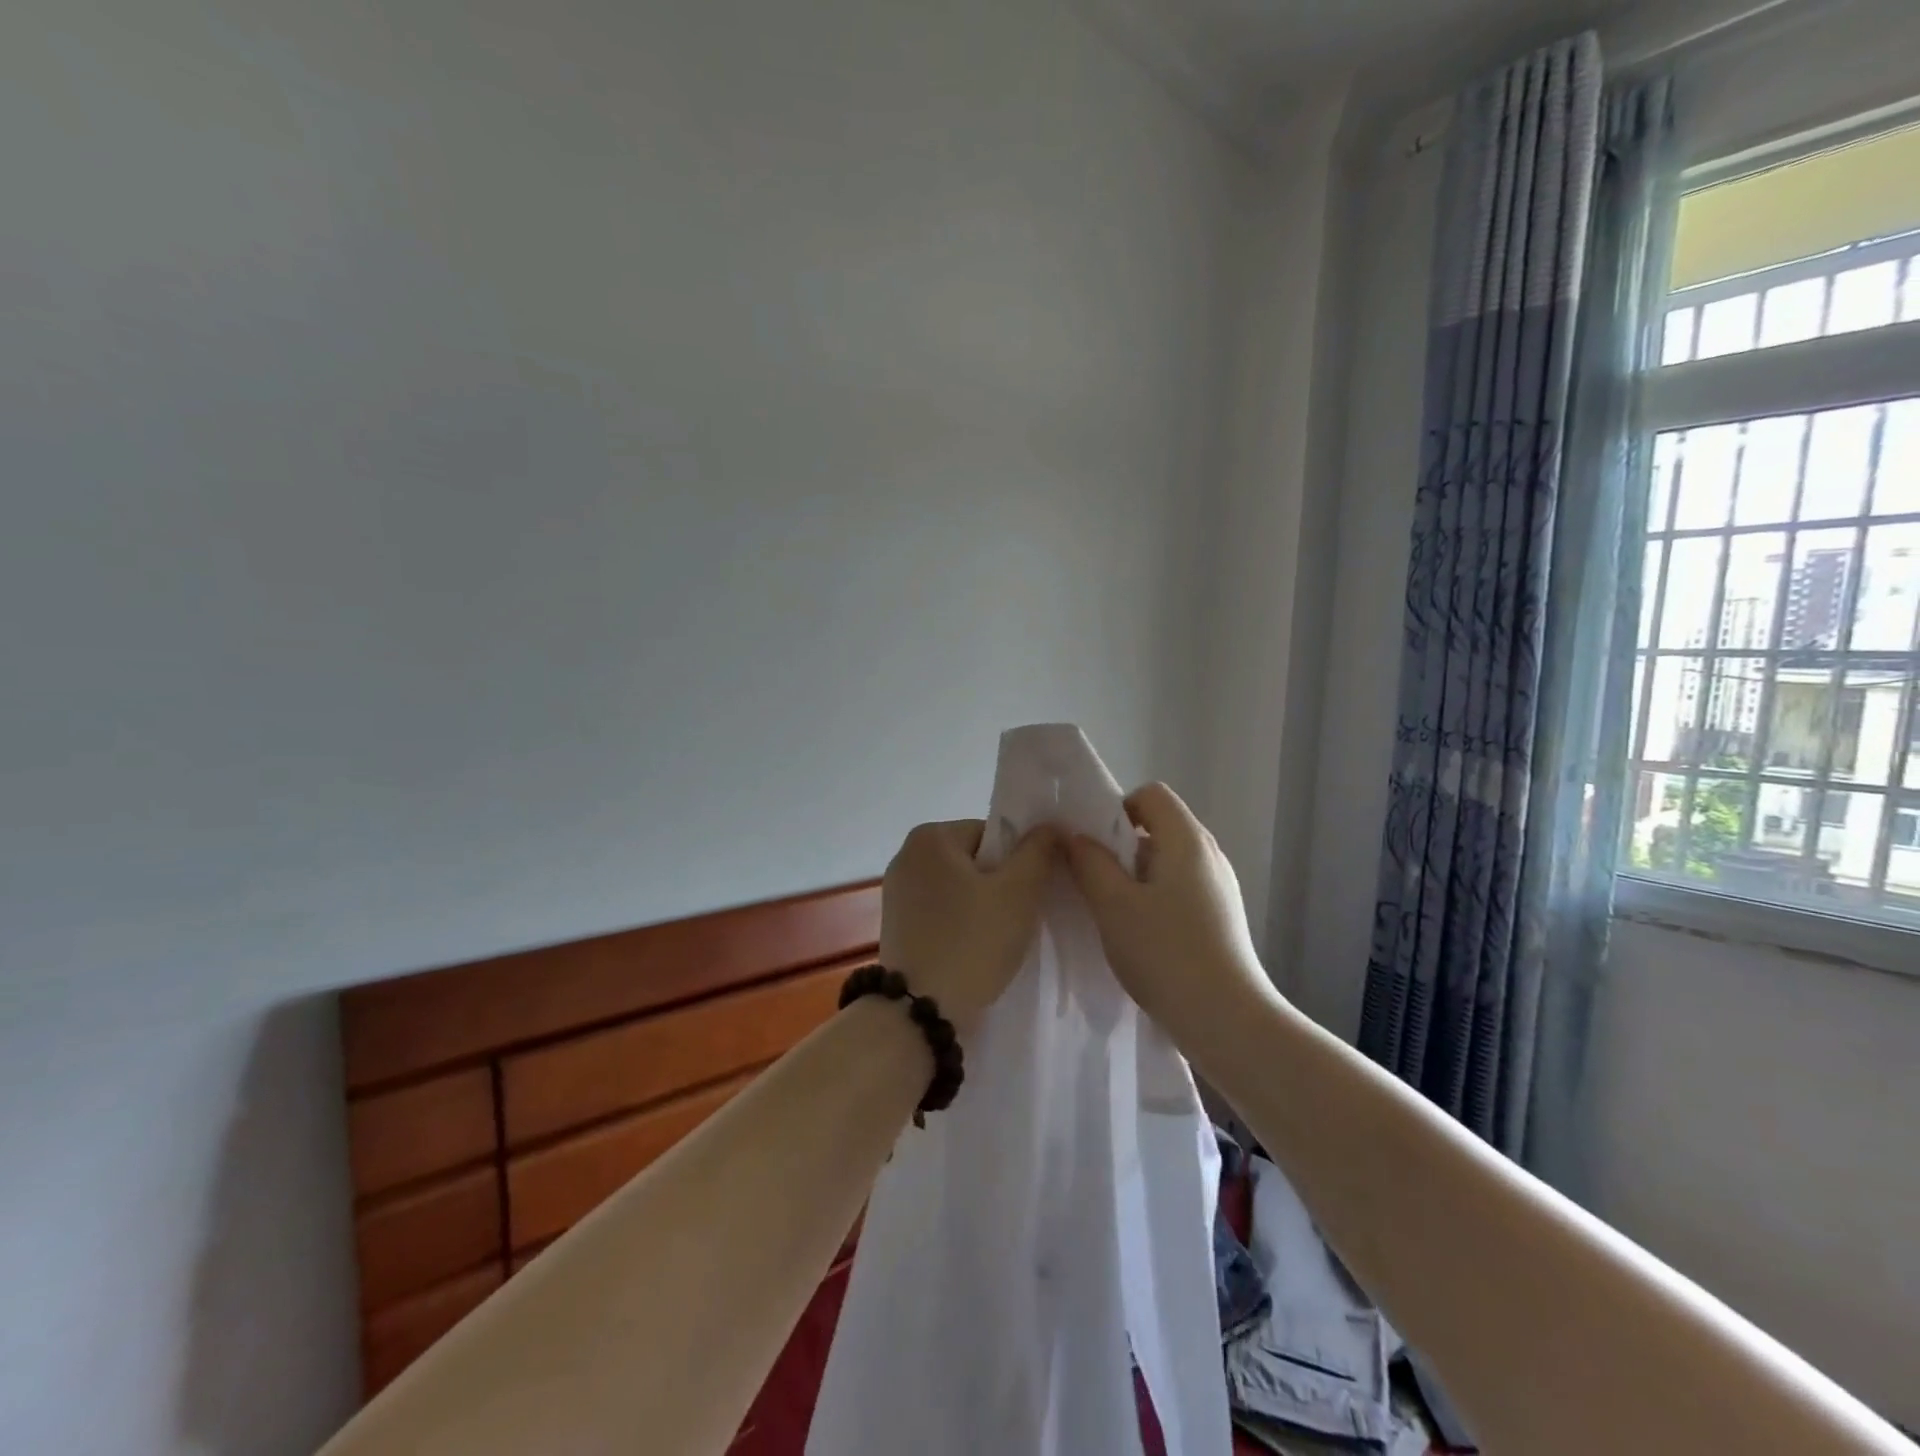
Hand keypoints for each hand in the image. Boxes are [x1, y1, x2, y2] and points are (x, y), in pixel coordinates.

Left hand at [878, 819, 1058, 1031]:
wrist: (922, 1012)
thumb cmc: (972, 942)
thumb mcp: (1018, 892)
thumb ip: (1038, 851)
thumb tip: (1050, 825)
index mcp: (930, 836)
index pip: (992, 833)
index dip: (1018, 861)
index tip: (1028, 894)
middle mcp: (906, 855)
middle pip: (974, 859)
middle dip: (999, 884)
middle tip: (1017, 917)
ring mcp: (896, 891)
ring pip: (958, 887)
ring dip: (981, 905)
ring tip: (997, 937)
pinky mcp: (896, 924)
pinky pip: (941, 911)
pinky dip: (960, 923)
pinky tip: (974, 949)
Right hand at [1063, 783, 1275, 1046]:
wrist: (1226, 1019)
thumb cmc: (1165, 953)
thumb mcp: (1112, 904)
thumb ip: (1089, 862)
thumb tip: (1075, 836)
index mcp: (1187, 840)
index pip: (1151, 795)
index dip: (1117, 809)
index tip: (1094, 845)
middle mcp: (1209, 854)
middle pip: (1160, 826)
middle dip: (1121, 845)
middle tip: (1094, 878)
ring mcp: (1220, 886)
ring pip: (1168, 860)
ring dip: (1135, 875)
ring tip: (1112, 911)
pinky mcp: (1222, 916)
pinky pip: (1181, 887)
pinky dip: (1155, 897)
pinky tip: (1140, 934)